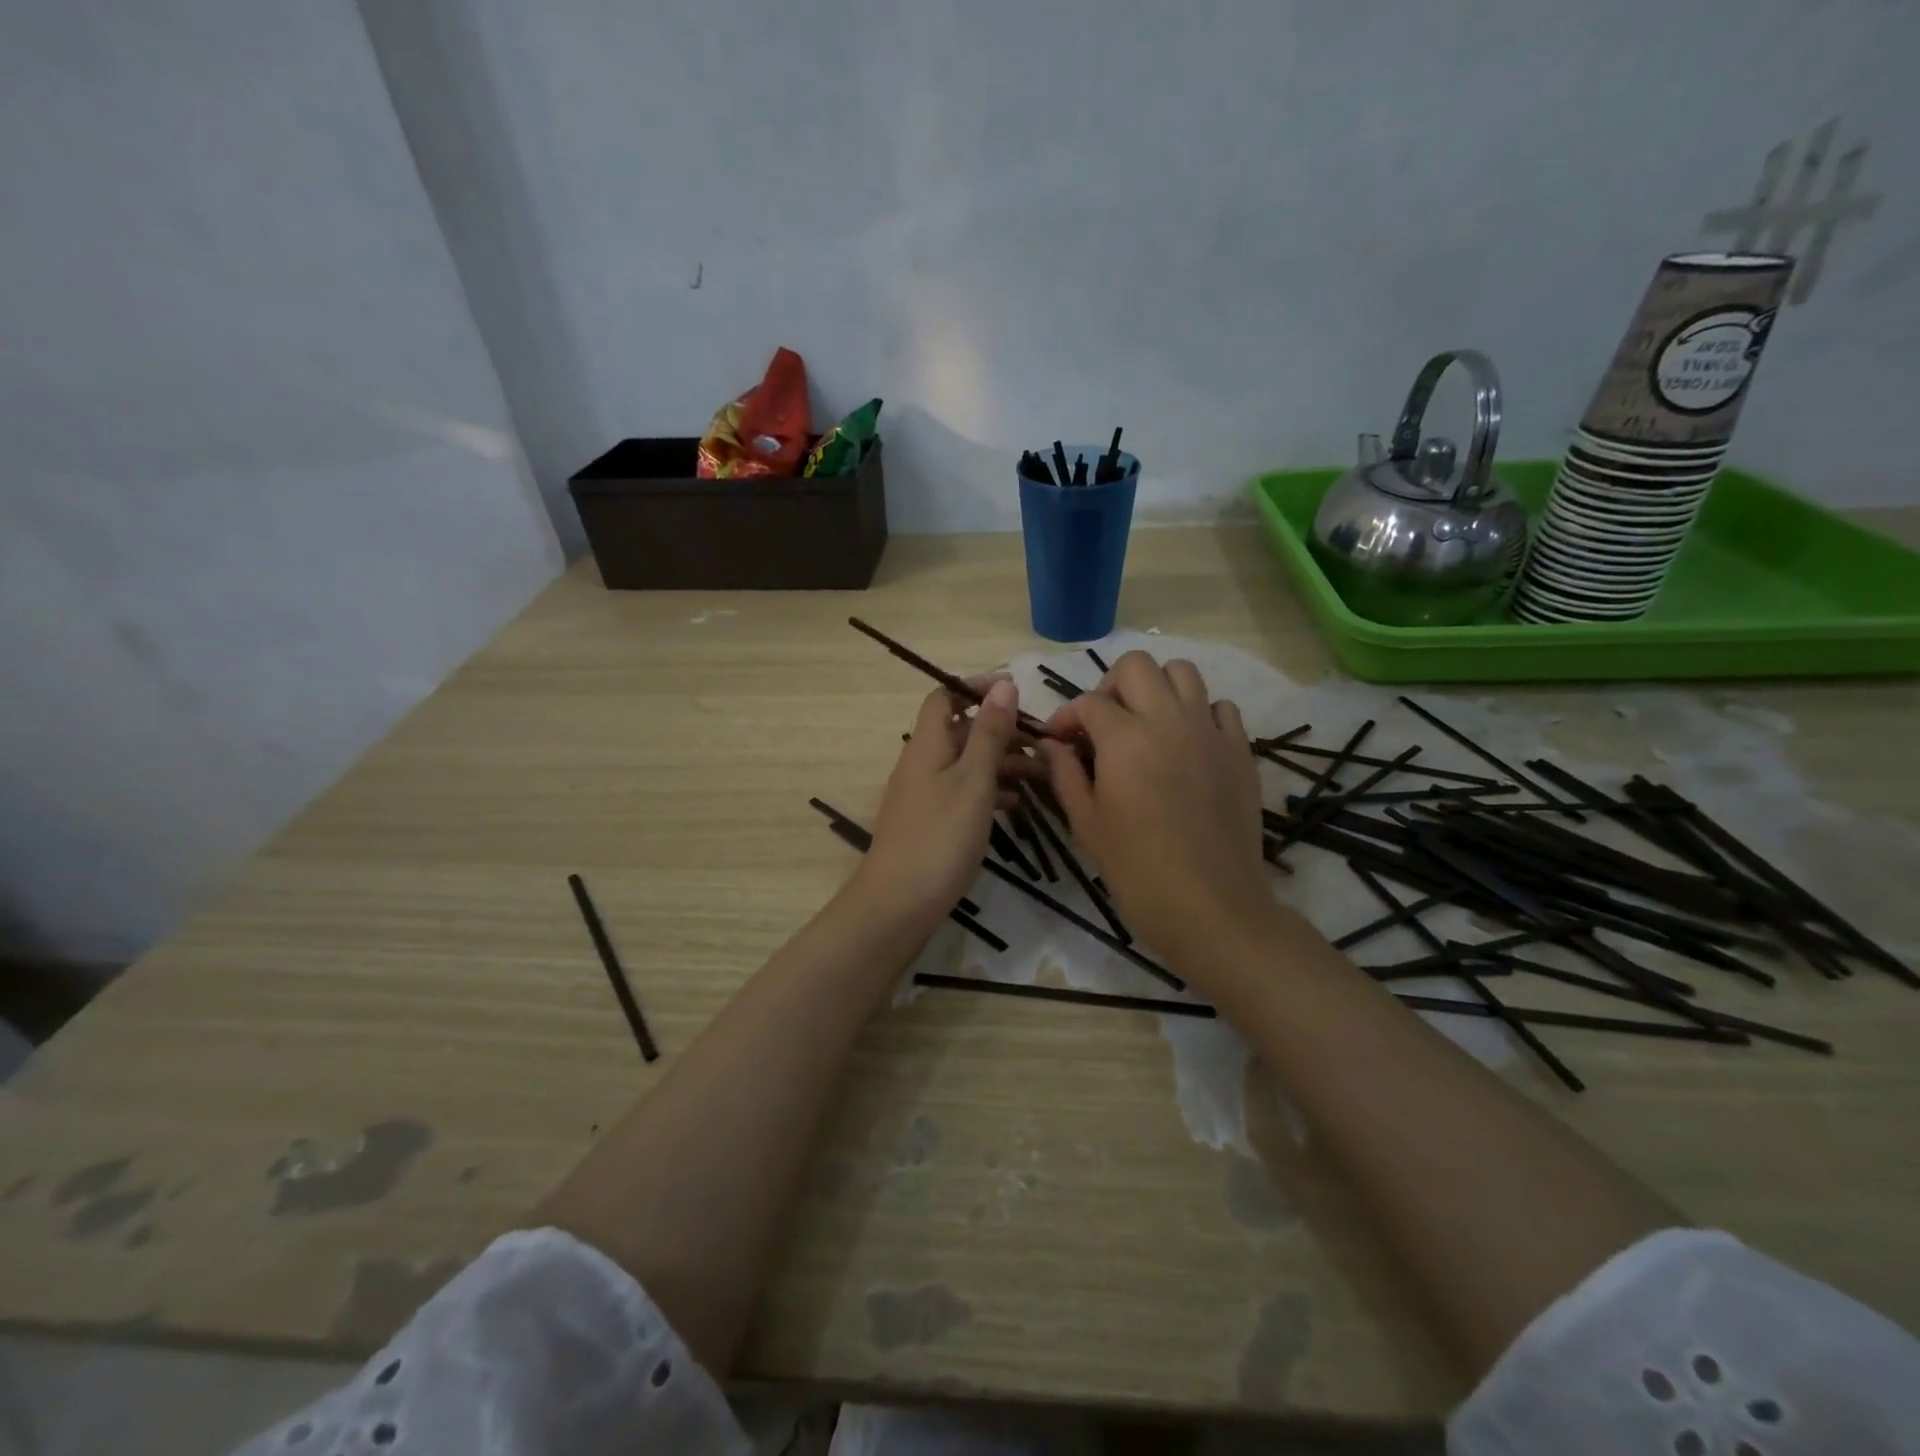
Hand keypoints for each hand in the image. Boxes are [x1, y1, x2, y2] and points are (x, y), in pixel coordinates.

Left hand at [857, 679, 1035, 926]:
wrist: (899, 904)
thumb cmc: (940, 836)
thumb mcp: (973, 780)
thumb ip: (990, 732)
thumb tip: (1004, 684)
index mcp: (928, 744)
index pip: (945, 696)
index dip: (976, 687)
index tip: (1016, 691)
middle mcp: (923, 762)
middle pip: (962, 730)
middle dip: (1001, 729)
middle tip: (1042, 740)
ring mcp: (925, 794)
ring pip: (967, 763)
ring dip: (1002, 762)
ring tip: (1043, 773)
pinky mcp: (932, 822)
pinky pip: (965, 792)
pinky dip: (992, 791)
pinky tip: (1019, 804)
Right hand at [1041, 653, 1275, 971]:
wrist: (1212, 907)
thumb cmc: (1137, 871)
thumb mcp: (1087, 824)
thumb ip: (1065, 774)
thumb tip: (1051, 745)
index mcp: (1124, 739)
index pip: (1088, 703)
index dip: (1066, 717)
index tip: (1058, 741)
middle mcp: (1169, 720)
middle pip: (1137, 666)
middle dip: (1110, 687)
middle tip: (1103, 724)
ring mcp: (1210, 732)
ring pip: (1183, 672)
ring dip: (1157, 688)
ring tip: (1145, 724)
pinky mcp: (1240, 750)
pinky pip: (1220, 707)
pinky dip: (1199, 712)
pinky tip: (1187, 744)